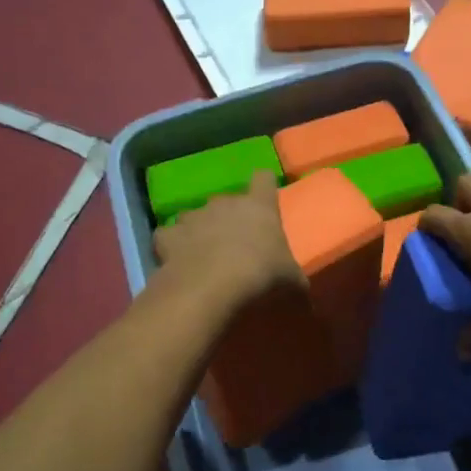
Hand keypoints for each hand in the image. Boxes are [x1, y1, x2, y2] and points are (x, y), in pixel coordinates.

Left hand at [152, 170, 302, 310]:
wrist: (210, 288)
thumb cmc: (260, 276)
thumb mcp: (291, 282)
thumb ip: (295, 280)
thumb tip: (302, 291)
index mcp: (259, 206)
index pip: (263, 178)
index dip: (264, 187)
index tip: (265, 201)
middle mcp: (224, 203)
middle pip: (227, 200)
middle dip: (229, 218)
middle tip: (235, 245)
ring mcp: (193, 217)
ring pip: (195, 216)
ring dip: (199, 230)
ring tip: (203, 255)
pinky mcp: (168, 236)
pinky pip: (168, 236)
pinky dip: (172, 246)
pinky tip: (177, 262)